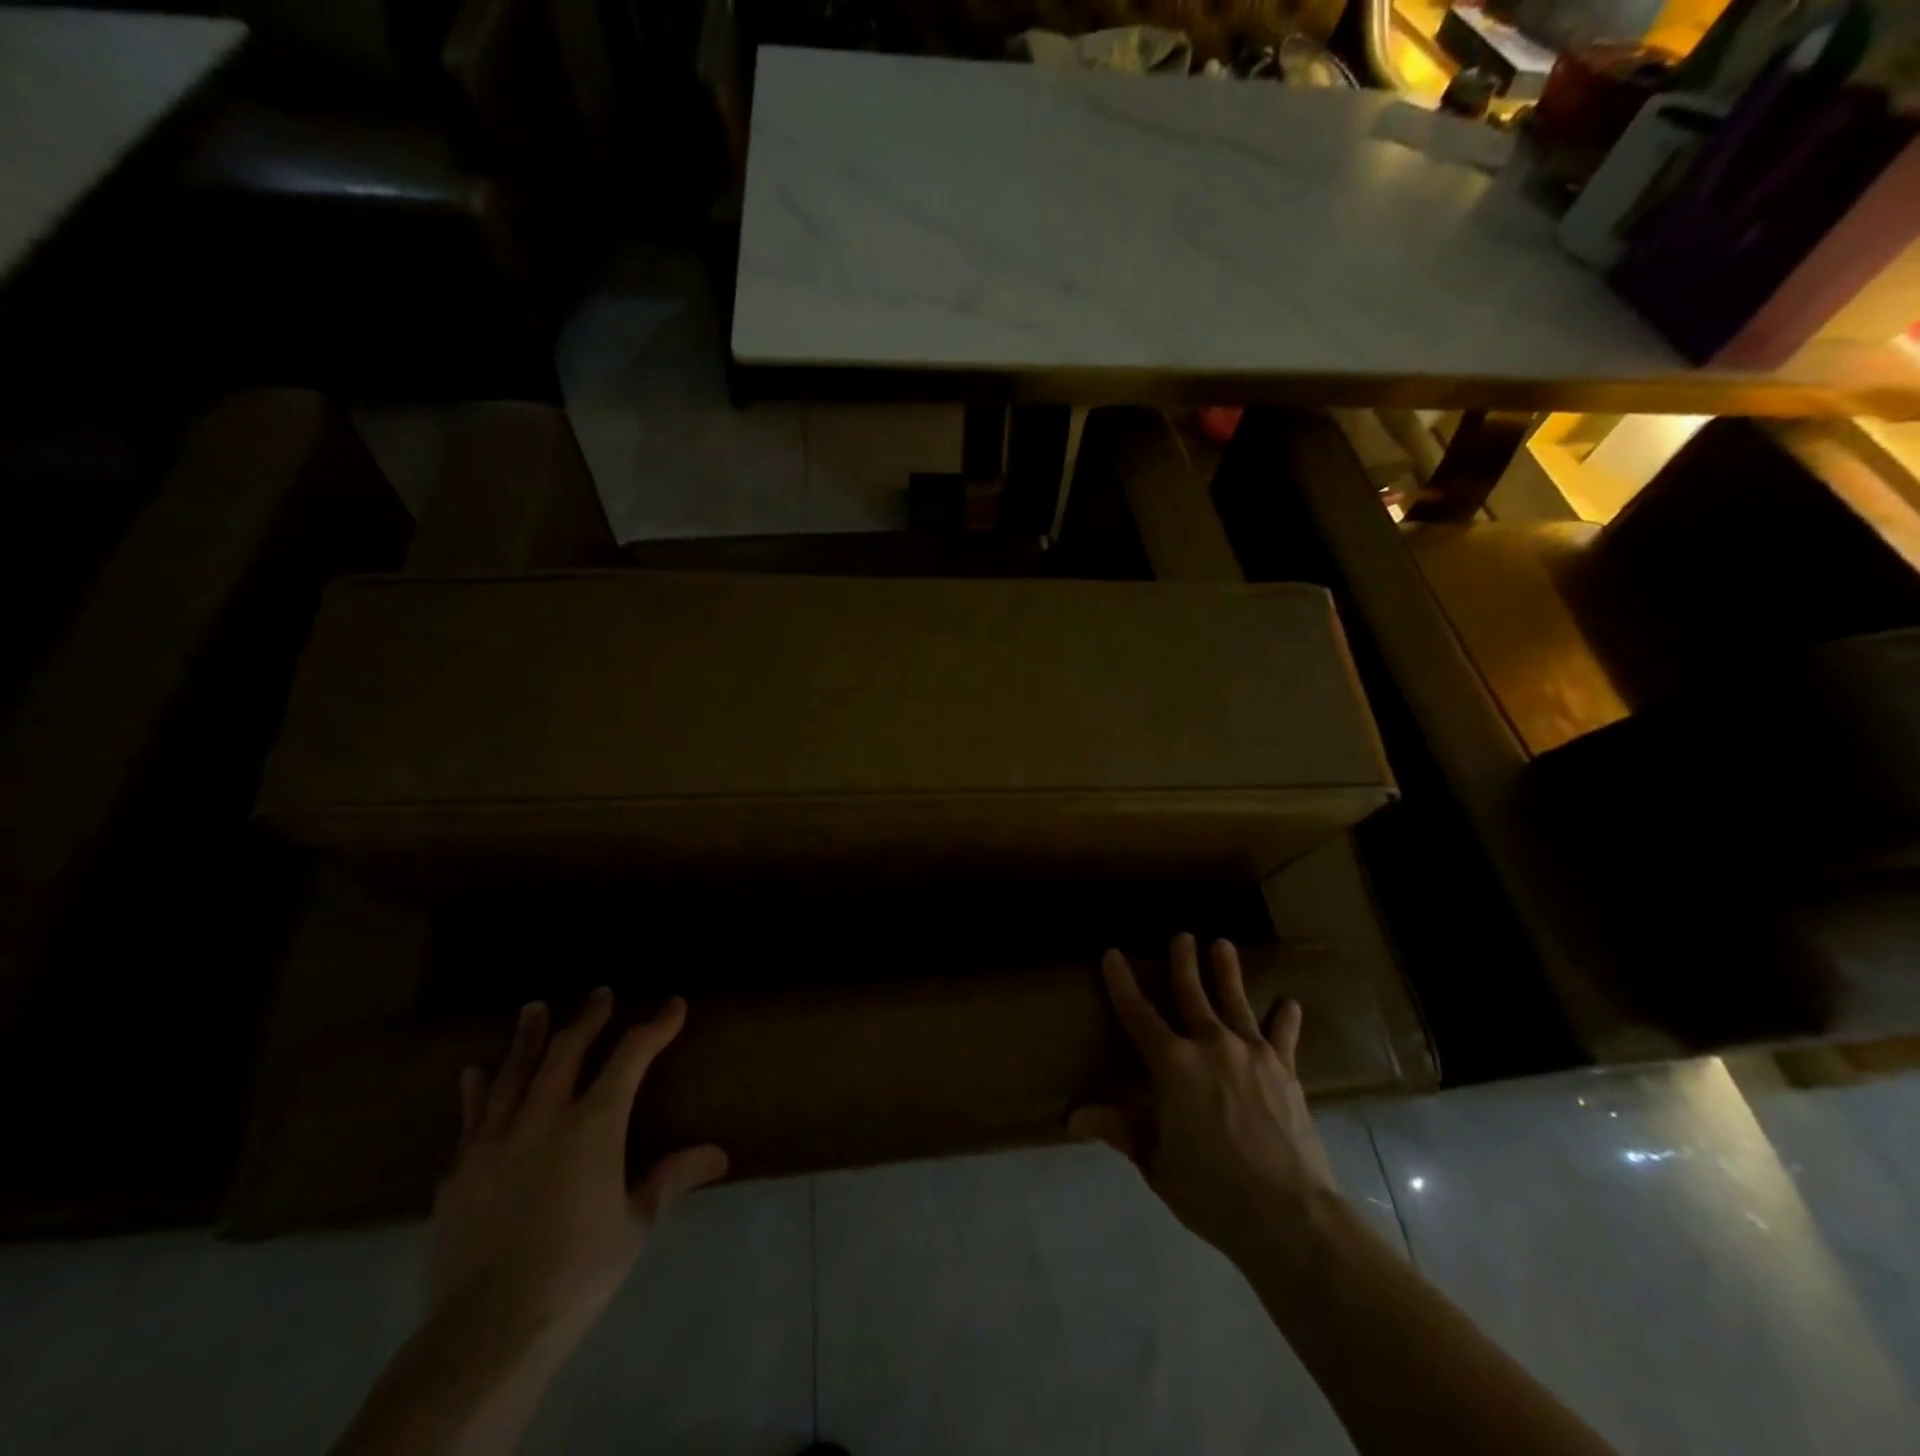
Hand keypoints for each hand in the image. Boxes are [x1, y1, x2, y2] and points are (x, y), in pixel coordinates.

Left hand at [429, 989, 728, 1343]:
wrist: (485, 1331)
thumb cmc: (577, 1272)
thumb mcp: (634, 1224)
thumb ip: (670, 1178)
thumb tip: (720, 1154)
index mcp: (594, 1125)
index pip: (631, 1057)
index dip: (656, 1026)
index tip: (673, 1006)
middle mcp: (544, 1117)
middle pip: (567, 1051)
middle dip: (588, 1018)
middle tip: (600, 994)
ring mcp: (495, 1141)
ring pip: (513, 1073)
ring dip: (527, 1037)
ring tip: (533, 1008)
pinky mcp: (459, 1171)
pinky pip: (470, 1117)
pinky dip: (476, 1090)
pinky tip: (474, 1073)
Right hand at [1069, 934, 1339, 1264]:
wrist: (1287, 1213)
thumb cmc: (1211, 1190)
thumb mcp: (1155, 1162)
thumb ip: (1119, 1130)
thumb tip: (1073, 1117)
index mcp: (1172, 1064)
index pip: (1137, 1013)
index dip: (1122, 982)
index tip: (1112, 954)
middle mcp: (1209, 1044)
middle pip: (1191, 993)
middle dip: (1183, 962)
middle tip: (1181, 935)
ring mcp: (1251, 1053)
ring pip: (1235, 1001)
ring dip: (1227, 971)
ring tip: (1223, 945)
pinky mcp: (1285, 1070)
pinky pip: (1283, 1036)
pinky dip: (1284, 1018)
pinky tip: (1289, 1002)